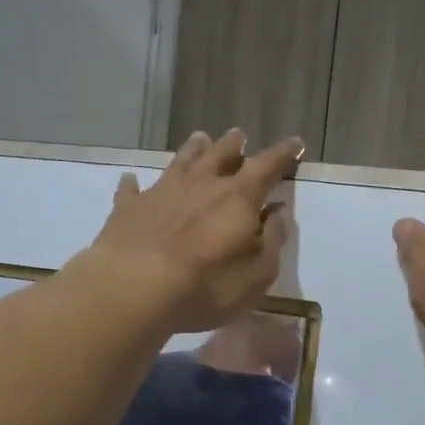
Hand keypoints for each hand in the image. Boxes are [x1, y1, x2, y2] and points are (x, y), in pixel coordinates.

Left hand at [81, 128, 302, 332]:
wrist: (134, 288)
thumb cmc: (206, 286)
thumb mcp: (257, 274)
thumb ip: (271, 240)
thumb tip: (277, 214)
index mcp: (238, 198)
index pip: (267, 166)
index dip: (284, 154)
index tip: (296, 143)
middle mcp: (201, 184)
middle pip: (221, 154)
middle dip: (234, 145)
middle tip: (239, 136)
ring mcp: (161, 192)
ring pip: (181, 162)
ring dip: (193, 150)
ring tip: (200, 138)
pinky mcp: (129, 208)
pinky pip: (132, 190)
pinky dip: (134, 184)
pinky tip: (131, 180)